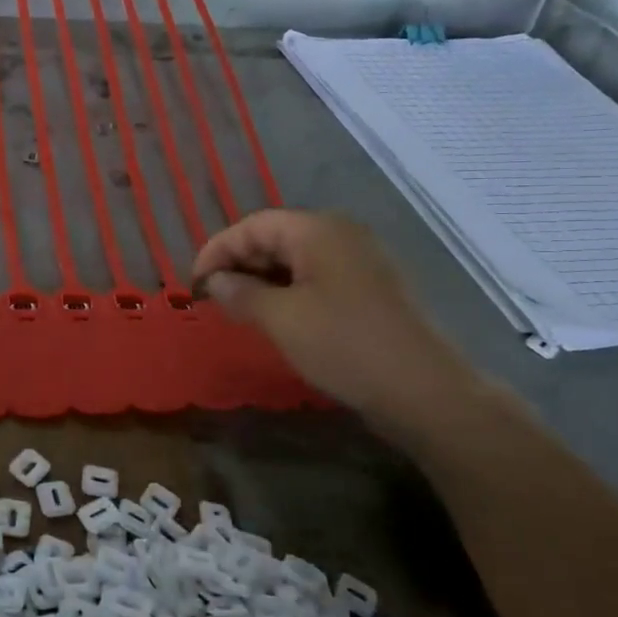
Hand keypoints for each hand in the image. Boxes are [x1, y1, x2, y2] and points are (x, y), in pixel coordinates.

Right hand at [192, 210, 474, 421]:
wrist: (424, 390)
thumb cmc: (344, 345)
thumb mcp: (281, 319)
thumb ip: (240, 293)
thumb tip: (214, 282)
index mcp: (318, 230)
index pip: (252, 226)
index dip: (217, 250)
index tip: (193, 284)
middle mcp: (340, 235)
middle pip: (274, 237)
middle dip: (238, 264)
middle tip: (212, 298)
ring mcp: (359, 262)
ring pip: (294, 259)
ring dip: (261, 280)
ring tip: (237, 310)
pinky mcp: (369, 290)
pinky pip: (315, 278)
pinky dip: (287, 292)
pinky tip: (274, 318)